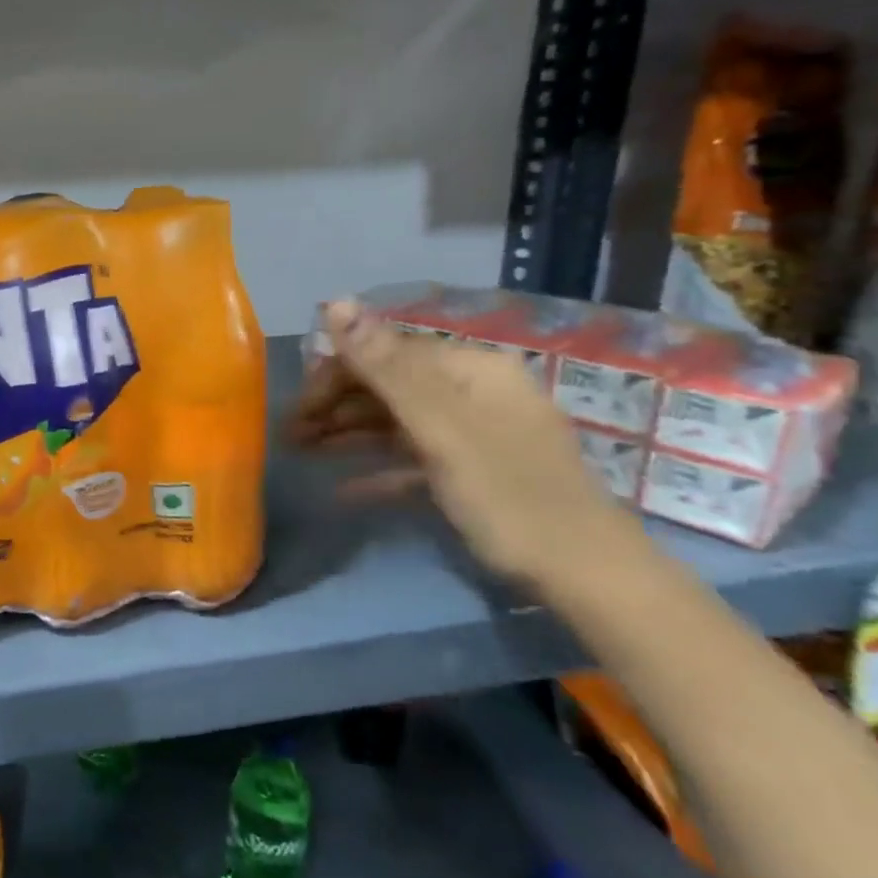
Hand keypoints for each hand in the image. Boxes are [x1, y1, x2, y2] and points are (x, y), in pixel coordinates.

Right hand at [290, 299, 638, 591]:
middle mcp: (472, 390)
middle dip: (335, 407)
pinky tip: (343, 489)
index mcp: (468, 369)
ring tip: (301, 453)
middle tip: (290, 437)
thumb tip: (335, 301)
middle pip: (388, 385)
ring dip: (348, 434)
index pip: (384, 354)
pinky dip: (379, 468)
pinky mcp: (475, 471)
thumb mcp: (439, 428)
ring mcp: (476, 432)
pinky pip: (415, 458)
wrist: (587, 576)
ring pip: (397, 421)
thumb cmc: (506, 494)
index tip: (295, 411)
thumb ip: (385, 366)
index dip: (334, 376)